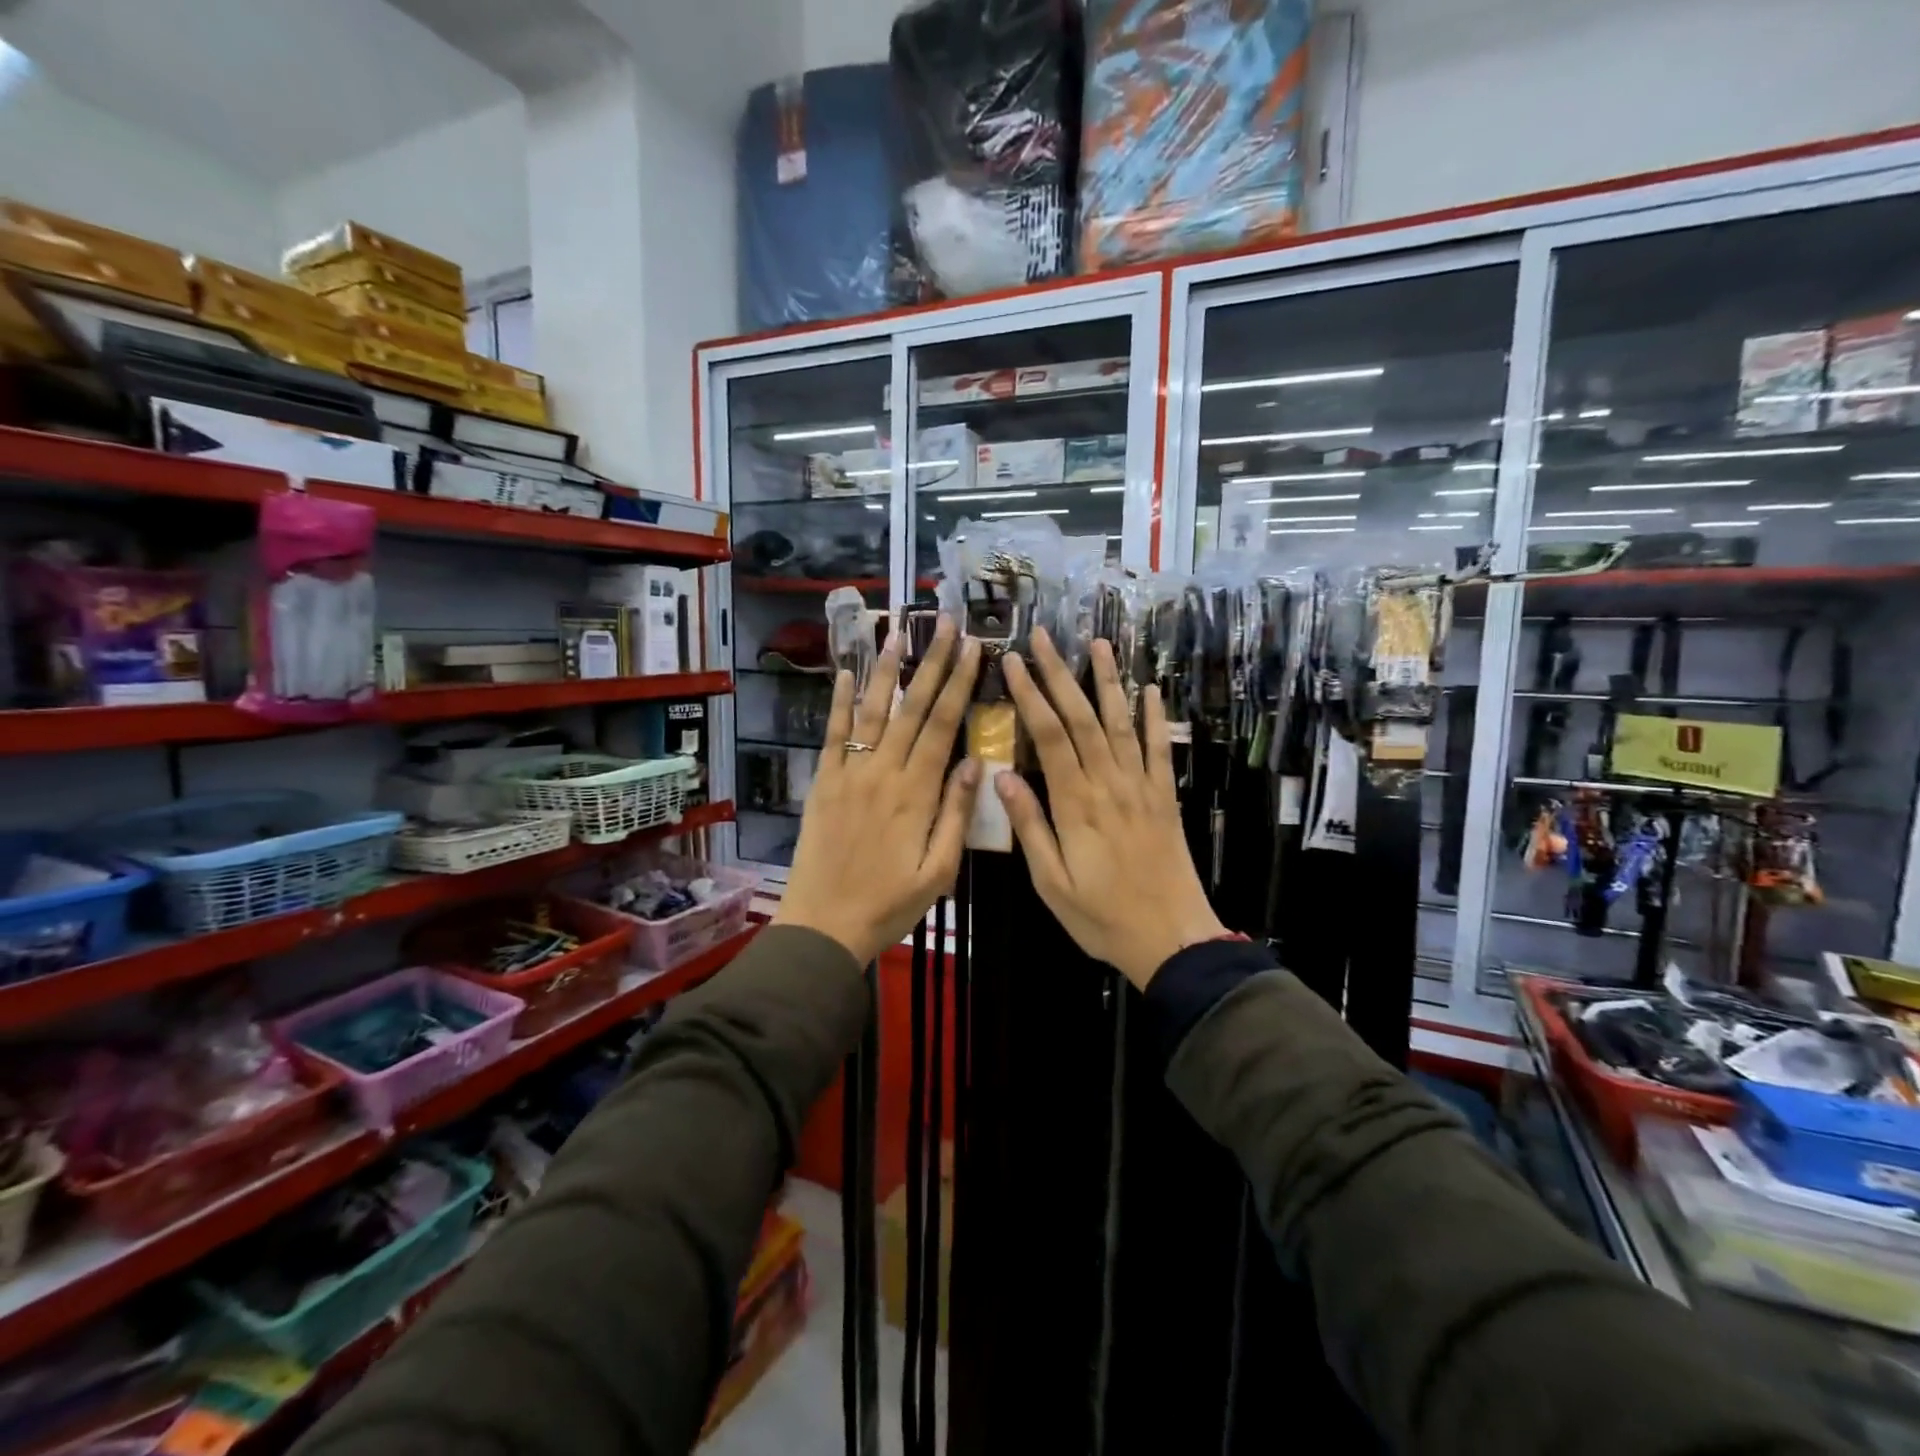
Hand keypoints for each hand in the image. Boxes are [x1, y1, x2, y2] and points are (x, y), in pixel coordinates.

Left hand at [774, 617, 982, 964]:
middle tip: (948, 625)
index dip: (960, 684)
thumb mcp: (939, 872)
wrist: (824, 924)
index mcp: (917, 793)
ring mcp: (849, 773)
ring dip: (887, 670)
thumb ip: (957, 816)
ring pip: (873, 712)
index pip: (943, 725)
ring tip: (899, 632)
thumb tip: (976, 763)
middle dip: (933, 663)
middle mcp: (884, 772)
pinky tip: (848, 674)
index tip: (974, 649)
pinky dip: (841, 702)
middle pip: (913, 708)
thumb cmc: (890, 904)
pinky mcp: (824, 782)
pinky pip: (834, 735)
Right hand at [996, 628, 1225, 990]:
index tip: (1014, 661)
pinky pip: (1160, 749)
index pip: (1049, 735)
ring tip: (1099, 643)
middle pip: (1082, 717)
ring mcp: (1142, 787)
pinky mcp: (1165, 797)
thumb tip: (1001, 777)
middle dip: (1061, 673)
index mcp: (1076, 803)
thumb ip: (1029, 826)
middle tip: (1045, 637)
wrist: (1171, 939)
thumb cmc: (1102, 916)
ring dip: (1109, 681)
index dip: (1031, 694)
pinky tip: (1152, 690)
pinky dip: (1155, 717)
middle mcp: (1109, 783)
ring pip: (1121, 723)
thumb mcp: (1051, 882)